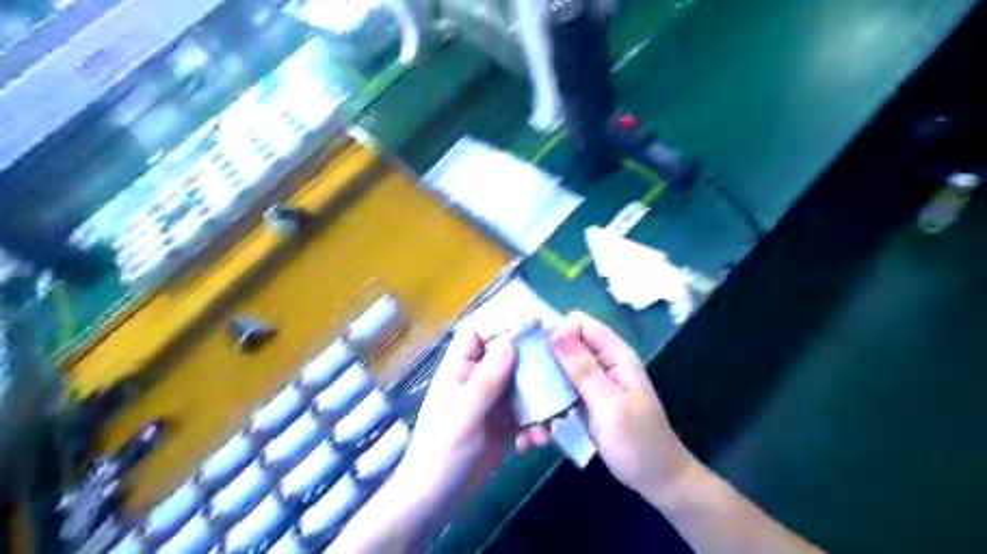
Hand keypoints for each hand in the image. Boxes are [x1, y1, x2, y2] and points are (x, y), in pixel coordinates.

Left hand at [391, 328, 546, 513]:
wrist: (434, 505)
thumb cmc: (439, 457)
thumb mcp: (462, 418)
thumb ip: (486, 381)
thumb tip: (510, 343)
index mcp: (459, 371)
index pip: (476, 334)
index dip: (500, 327)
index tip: (532, 332)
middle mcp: (477, 381)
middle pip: (508, 357)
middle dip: (533, 366)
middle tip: (559, 374)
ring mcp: (492, 403)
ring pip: (523, 386)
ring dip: (540, 401)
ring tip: (551, 421)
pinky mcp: (505, 425)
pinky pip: (527, 414)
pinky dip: (536, 425)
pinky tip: (536, 443)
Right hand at [548, 312, 692, 501]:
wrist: (655, 478)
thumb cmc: (637, 441)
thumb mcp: (609, 404)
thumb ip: (583, 368)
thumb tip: (555, 332)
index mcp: (614, 354)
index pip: (579, 324)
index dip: (555, 333)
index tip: (534, 357)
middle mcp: (602, 361)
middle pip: (564, 344)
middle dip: (544, 361)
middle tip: (525, 387)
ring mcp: (592, 380)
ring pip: (558, 367)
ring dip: (543, 385)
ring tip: (530, 413)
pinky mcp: (583, 398)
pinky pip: (560, 388)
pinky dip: (548, 401)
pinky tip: (540, 423)